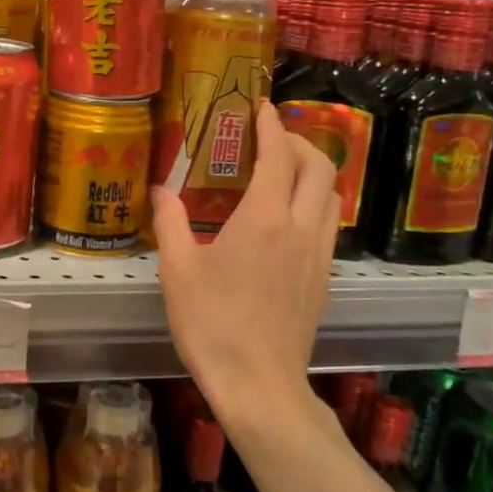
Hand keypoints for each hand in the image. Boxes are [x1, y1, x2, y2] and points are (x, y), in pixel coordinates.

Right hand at [151, 101, 339, 441]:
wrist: (259, 385)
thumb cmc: (212, 325)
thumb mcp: (177, 270)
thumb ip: (170, 222)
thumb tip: (160, 190)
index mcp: (263, 219)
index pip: (278, 155)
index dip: (271, 125)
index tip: (261, 105)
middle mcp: (300, 228)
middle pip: (320, 167)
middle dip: (299, 141)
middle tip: (270, 137)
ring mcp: (319, 254)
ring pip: (332, 194)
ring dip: (313, 170)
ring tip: (282, 170)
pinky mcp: (324, 278)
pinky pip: (329, 222)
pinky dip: (315, 200)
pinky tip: (287, 216)